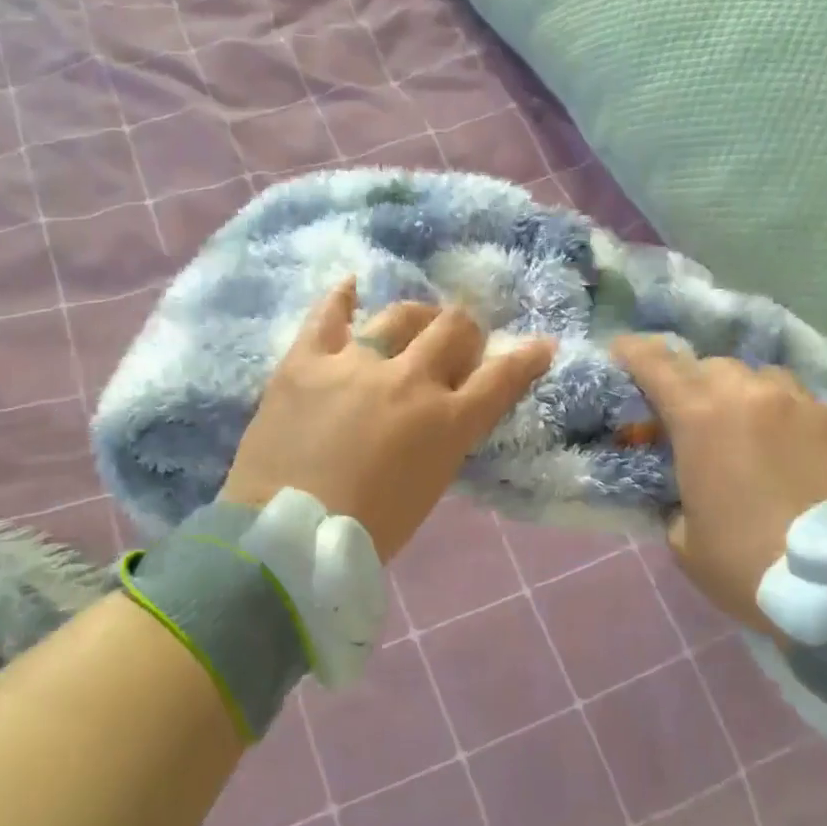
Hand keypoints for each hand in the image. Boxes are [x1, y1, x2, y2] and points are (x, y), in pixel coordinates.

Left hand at [221, 279, 555, 559]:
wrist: (287, 537)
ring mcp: (356, 363)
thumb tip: (442, 412)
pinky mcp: (307, 360)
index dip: (527, 358)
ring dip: (417, 318)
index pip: (501, 377)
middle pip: (454, 329)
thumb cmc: (367, 532)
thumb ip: (443, 440)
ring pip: (401, 315)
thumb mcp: (429, 487)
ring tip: (412, 325)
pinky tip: (351, 288)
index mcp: (446, 423)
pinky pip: (329, 315)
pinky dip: (343, 298)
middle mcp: (409, 381)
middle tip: (456, 344)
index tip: (540, 344)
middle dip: (465, 331)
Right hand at [613, 336, 826, 637]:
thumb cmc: (748, 566)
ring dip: (750, 398)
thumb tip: (687, 487)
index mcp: (700, 418)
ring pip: (767, 380)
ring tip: (757, 433)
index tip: (622, 350)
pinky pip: (814, 408)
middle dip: (697, 385)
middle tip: (697, 418)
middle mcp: (753, 395)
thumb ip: (676, 497)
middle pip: (713, 367)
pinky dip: (799, 424)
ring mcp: (808, 403)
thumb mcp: (685, 540)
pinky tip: (808, 458)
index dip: (634, 352)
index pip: (656, 364)